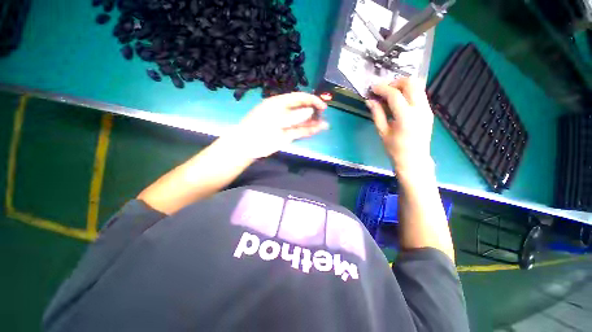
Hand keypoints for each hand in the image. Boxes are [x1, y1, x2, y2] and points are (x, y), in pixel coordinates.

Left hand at [225, 92, 328, 159]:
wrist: (247, 146)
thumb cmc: (258, 130)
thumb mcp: (275, 121)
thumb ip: (293, 116)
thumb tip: (310, 110)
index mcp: (279, 103)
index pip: (298, 98)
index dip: (311, 100)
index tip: (323, 106)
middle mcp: (284, 112)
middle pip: (302, 109)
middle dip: (314, 111)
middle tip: (324, 115)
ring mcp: (286, 124)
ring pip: (302, 121)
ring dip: (313, 122)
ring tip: (325, 124)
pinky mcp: (287, 135)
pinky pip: (300, 131)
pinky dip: (308, 131)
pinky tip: (317, 130)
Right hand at [366, 77, 433, 177]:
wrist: (414, 160)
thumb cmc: (395, 149)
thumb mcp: (382, 132)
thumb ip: (377, 114)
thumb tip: (370, 101)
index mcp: (406, 117)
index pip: (395, 95)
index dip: (382, 89)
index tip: (372, 88)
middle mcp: (420, 109)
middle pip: (411, 83)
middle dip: (395, 82)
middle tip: (383, 89)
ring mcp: (427, 109)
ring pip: (418, 86)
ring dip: (403, 85)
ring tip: (390, 93)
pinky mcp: (428, 111)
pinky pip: (420, 94)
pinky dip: (408, 92)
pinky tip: (399, 100)